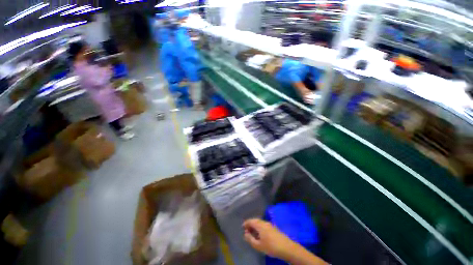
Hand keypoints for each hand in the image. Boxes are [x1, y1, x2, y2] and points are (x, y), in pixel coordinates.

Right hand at [243, 219, 298, 259]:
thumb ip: (250, 239)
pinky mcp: (273, 227)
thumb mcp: (258, 245)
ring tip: (252, 233)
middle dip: (250, 224)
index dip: (246, 223)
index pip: (251, 221)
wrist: (286, 247)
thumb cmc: (271, 246)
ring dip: (255, 226)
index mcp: (260, 225)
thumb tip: (245, 234)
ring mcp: (269, 224)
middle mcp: (264, 222)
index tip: (242, 227)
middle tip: (246, 230)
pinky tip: (260, 234)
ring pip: (260, 222)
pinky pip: (263, 225)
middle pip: (255, 220)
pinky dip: (259, 227)